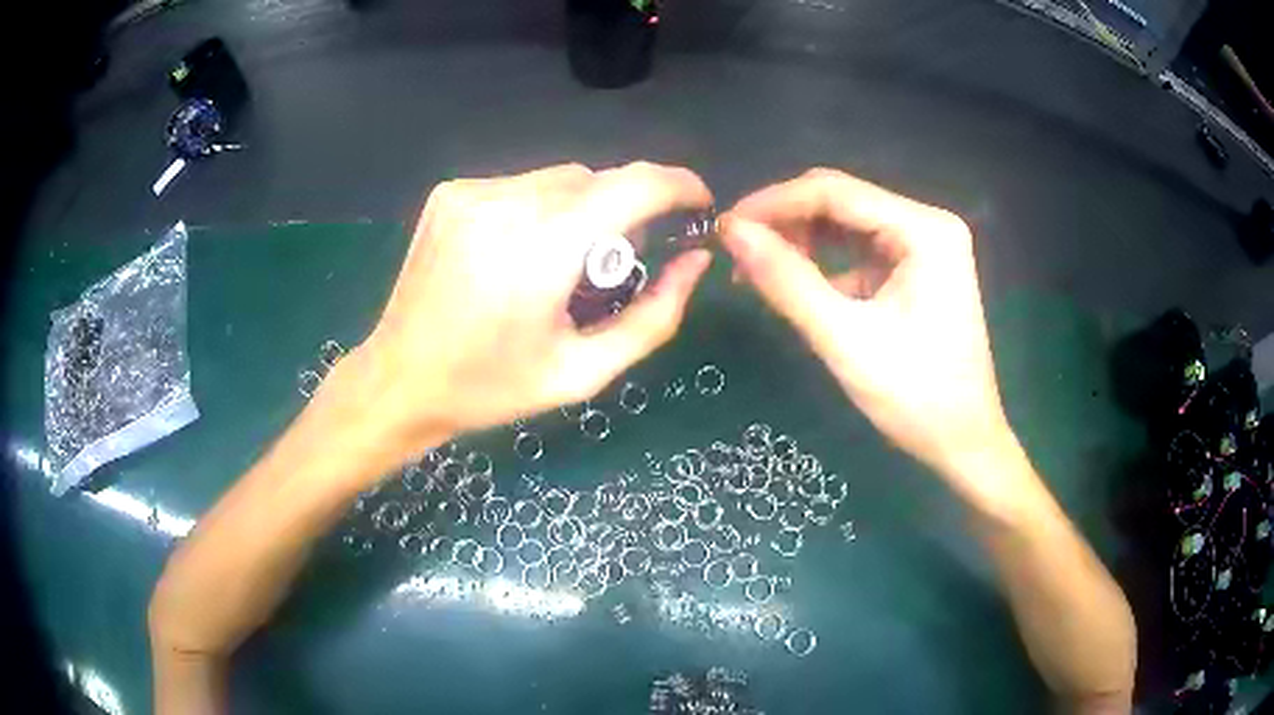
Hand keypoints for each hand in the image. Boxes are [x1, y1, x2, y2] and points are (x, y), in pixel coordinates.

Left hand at [328, 162, 712, 467]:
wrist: (398, 380)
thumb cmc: (491, 388)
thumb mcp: (583, 372)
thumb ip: (653, 316)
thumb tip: (695, 261)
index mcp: (542, 250)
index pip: (635, 185)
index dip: (679, 185)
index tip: (697, 205)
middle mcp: (507, 203)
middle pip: (600, 179)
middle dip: (626, 212)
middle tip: (613, 266)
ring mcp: (472, 191)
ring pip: (562, 178)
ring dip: (583, 210)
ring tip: (559, 264)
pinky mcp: (451, 192)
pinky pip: (522, 185)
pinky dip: (541, 209)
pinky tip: (519, 252)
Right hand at [719, 169, 1017, 499]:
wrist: (963, 444)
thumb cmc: (915, 398)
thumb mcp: (845, 339)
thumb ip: (787, 281)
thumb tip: (731, 231)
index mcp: (924, 230)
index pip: (835, 192)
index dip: (773, 203)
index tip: (724, 226)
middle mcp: (927, 224)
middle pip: (841, 202)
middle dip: (785, 222)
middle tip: (735, 253)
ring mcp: (924, 246)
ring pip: (846, 224)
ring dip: (800, 241)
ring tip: (754, 271)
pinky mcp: (916, 269)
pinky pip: (859, 251)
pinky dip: (823, 263)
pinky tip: (794, 285)